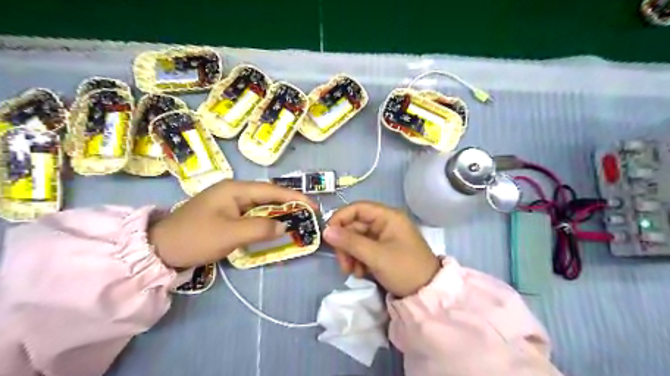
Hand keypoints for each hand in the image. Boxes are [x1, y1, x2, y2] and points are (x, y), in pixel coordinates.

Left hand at [148, 181, 316, 268]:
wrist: (160, 249)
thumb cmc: (195, 238)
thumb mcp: (230, 234)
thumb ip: (261, 228)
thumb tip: (285, 226)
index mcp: (235, 189)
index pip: (272, 190)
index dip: (295, 197)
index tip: (313, 206)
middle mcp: (234, 191)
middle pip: (269, 195)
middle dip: (289, 204)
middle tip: (308, 215)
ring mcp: (229, 202)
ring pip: (261, 205)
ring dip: (279, 213)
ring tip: (297, 220)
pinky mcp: (226, 214)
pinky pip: (252, 214)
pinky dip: (266, 221)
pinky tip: (274, 228)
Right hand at [323, 201, 440, 297]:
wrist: (427, 293)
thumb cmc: (405, 269)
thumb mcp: (376, 256)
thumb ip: (350, 242)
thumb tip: (326, 230)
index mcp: (388, 216)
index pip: (357, 208)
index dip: (340, 219)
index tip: (328, 235)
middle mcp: (385, 223)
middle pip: (355, 226)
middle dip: (345, 245)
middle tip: (343, 264)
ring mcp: (384, 237)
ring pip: (357, 239)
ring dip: (351, 255)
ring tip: (353, 272)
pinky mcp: (383, 250)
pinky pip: (363, 249)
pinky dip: (358, 260)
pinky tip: (361, 273)